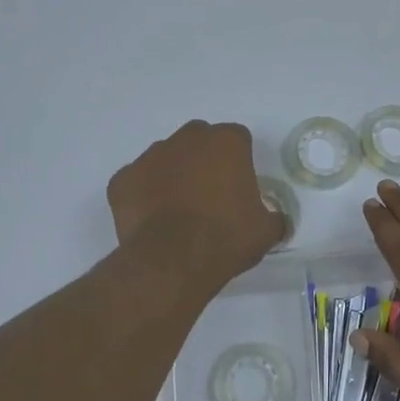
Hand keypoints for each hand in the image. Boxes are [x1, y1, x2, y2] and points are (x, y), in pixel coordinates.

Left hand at [107, 121, 286, 285]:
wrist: (172, 261)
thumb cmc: (225, 238)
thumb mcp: (265, 231)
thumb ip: (273, 217)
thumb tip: (276, 220)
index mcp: (226, 142)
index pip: (238, 139)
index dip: (239, 161)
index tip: (240, 187)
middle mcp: (187, 139)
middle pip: (199, 140)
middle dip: (204, 159)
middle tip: (210, 194)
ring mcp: (150, 156)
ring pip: (165, 157)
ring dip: (173, 174)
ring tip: (178, 209)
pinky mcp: (122, 179)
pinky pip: (137, 181)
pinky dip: (143, 194)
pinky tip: (151, 219)